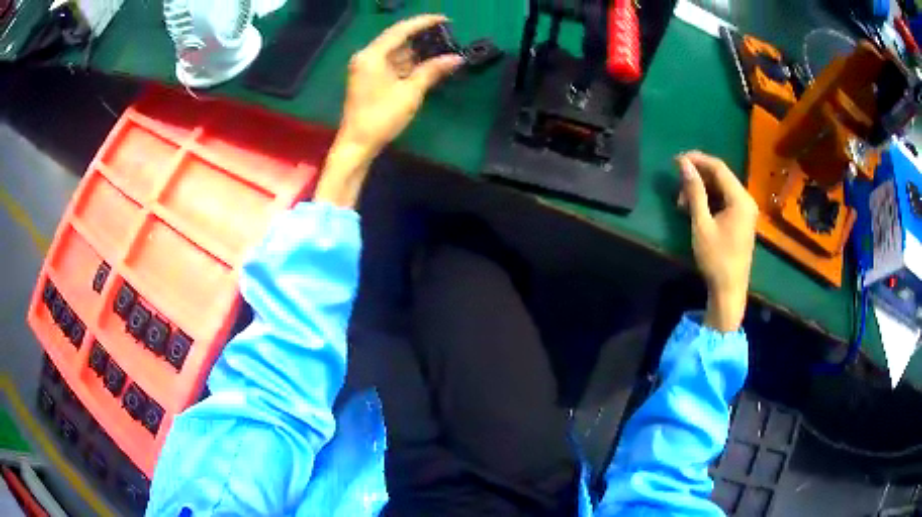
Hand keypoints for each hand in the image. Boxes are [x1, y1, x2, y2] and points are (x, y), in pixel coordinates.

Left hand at [315, 15, 463, 207]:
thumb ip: (432, 71)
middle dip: (421, 37)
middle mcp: (366, 56)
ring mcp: (366, 67)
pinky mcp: (368, 78)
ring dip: (416, 51)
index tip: (445, 19)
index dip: (424, 22)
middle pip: (397, 39)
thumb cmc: (381, 117)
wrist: (357, 144)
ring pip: (395, 52)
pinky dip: (408, 63)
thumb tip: (456, 58)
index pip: (401, 30)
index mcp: (372, 55)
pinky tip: (425, 63)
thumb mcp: (410, 93)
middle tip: (447, 35)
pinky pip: (391, 63)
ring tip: (441, 48)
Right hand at [676, 151, 758, 332]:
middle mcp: (746, 200)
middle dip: (698, 178)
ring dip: (701, 190)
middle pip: (721, 177)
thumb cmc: (716, 258)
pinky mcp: (741, 220)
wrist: (729, 290)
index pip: (718, 167)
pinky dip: (709, 201)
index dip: (697, 160)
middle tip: (677, 187)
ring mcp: (745, 211)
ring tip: (682, 203)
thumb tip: (684, 164)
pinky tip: (695, 210)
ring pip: (721, 189)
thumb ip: (695, 191)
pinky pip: (724, 201)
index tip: (676, 160)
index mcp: (740, 199)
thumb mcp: (702, 224)